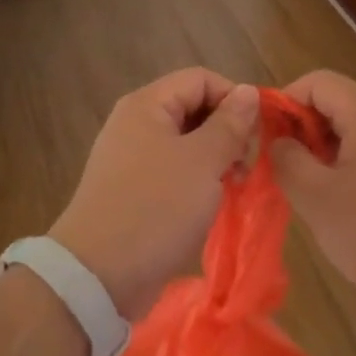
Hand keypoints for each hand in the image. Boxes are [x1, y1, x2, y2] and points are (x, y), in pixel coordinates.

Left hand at [49, 68, 259, 320]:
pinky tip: (213, 202)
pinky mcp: (134, 190)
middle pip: (193, 108)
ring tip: (233, 186)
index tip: (258, 134)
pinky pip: (174, 170)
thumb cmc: (155, 208)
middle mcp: (136, 123)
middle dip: (227, 131)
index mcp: (147, 105)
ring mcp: (132, 158)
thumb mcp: (202, 162)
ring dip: (216, 158)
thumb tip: (248, 91)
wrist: (98, 276)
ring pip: (187, 142)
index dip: (234, 98)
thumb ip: (229, 124)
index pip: (201, 79)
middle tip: (246, 165)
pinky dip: (198, 180)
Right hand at [270, 70, 355, 328]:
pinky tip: (348, 217)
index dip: (286, 102)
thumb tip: (277, 141)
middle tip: (285, 174)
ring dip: (327, 158)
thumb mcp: (319, 200)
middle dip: (304, 134)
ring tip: (312, 198)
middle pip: (338, 107)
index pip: (318, 82)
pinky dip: (353, 176)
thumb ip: (288, 162)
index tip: (267, 140)